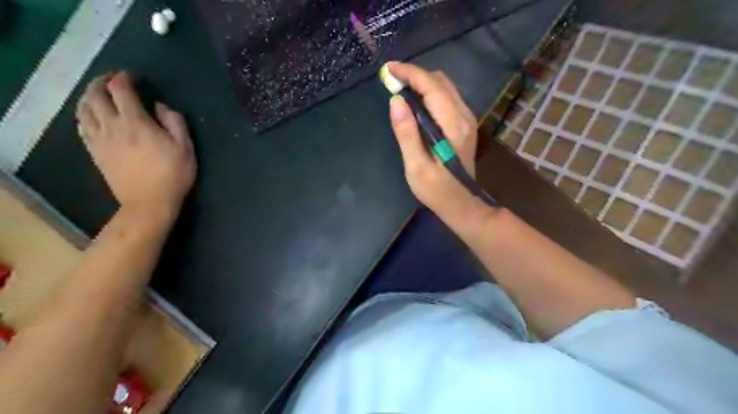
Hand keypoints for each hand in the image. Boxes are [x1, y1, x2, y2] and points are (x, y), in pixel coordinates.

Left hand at [75, 72, 194, 217]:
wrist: (149, 202)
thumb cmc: (173, 174)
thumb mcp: (185, 147)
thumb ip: (174, 122)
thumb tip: (160, 106)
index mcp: (136, 122)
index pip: (121, 90)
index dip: (124, 78)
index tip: (134, 78)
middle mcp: (112, 126)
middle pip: (95, 94)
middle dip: (102, 82)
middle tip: (113, 80)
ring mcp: (99, 139)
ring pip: (83, 108)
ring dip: (89, 96)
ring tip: (99, 94)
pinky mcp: (95, 152)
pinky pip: (82, 126)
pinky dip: (84, 114)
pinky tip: (91, 116)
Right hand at [387, 63, 487, 226]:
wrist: (462, 204)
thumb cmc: (437, 190)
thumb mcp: (416, 166)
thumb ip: (407, 133)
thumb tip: (396, 101)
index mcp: (453, 125)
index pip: (432, 87)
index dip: (410, 74)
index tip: (388, 70)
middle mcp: (464, 116)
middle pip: (440, 81)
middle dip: (415, 75)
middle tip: (391, 81)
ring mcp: (467, 119)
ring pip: (445, 87)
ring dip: (422, 82)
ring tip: (400, 89)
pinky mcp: (464, 124)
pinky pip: (447, 97)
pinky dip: (429, 92)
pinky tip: (415, 102)